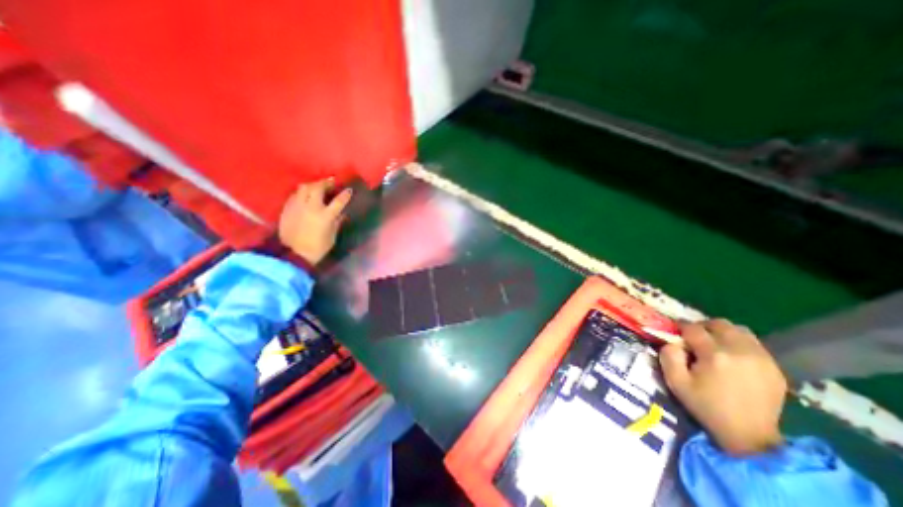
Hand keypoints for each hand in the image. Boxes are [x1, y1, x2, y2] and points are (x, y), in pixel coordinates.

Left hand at [279, 179, 351, 267]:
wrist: (294, 255)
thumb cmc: (318, 248)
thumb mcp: (332, 236)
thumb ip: (337, 222)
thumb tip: (341, 213)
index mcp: (325, 216)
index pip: (338, 201)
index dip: (345, 194)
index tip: (349, 190)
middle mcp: (311, 207)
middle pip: (318, 187)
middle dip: (326, 183)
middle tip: (332, 182)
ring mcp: (297, 206)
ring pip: (304, 187)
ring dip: (313, 185)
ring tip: (317, 186)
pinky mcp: (287, 209)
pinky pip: (295, 195)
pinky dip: (302, 192)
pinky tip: (304, 195)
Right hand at [662, 320, 788, 455]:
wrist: (749, 436)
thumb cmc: (706, 406)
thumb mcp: (675, 381)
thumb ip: (668, 355)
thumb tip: (673, 342)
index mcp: (715, 355)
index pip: (693, 328)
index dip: (681, 327)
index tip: (676, 332)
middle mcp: (740, 351)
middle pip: (719, 324)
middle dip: (703, 326)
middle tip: (694, 337)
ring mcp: (762, 358)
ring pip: (739, 330)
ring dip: (722, 332)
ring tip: (714, 344)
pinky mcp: (774, 367)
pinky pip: (753, 343)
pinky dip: (738, 343)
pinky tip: (732, 356)